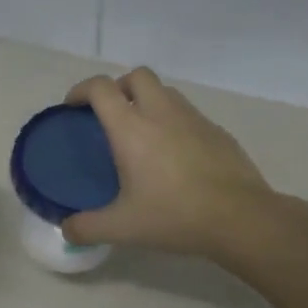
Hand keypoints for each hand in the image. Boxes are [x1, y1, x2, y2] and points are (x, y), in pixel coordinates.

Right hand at [62, 68, 276, 260]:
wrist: (240, 218)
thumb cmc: (174, 216)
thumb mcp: (122, 228)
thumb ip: (87, 228)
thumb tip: (67, 231)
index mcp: (132, 129)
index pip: (101, 88)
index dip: (81, 90)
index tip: (73, 106)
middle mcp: (162, 113)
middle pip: (137, 75)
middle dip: (119, 86)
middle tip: (111, 115)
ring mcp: (194, 119)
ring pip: (166, 92)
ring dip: (149, 101)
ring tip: (143, 134)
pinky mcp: (218, 132)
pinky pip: (189, 115)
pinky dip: (175, 122)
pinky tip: (176, 155)